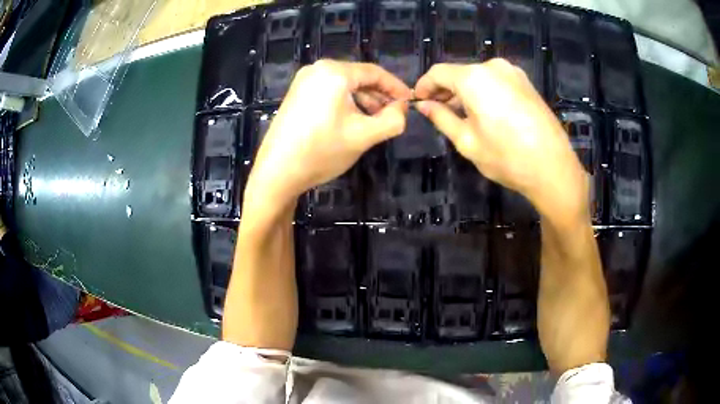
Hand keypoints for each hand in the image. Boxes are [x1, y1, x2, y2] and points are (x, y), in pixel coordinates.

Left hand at [244, 60, 411, 209]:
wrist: (276, 172)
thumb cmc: (322, 151)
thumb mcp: (364, 136)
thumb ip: (393, 120)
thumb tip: (402, 108)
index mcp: (334, 72)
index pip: (375, 73)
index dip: (396, 87)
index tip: (410, 102)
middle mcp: (317, 69)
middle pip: (358, 77)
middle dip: (379, 96)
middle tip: (394, 115)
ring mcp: (303, 82)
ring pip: (344, 86)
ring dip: (363, 101)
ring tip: (376, 121)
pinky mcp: (296, 95)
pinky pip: (329, 92)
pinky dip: (345, 103)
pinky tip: (353, 121)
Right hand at [414, 59, 589, 223]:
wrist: (553, 167)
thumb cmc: (506, 157)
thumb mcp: (467, 141)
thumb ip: (441, 118)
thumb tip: (424, 106)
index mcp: (474, 77)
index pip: (438, 72)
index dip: (424, 86)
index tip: (418, 101)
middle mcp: (493, 67)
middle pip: (460, 73)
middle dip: (446, 90)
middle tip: (437, 111)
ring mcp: (514, 73)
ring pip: (479, 77)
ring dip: (466, 92)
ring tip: (461, 115)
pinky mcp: (527, 83)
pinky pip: (497, 82)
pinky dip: (485, 93)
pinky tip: (485, 113)